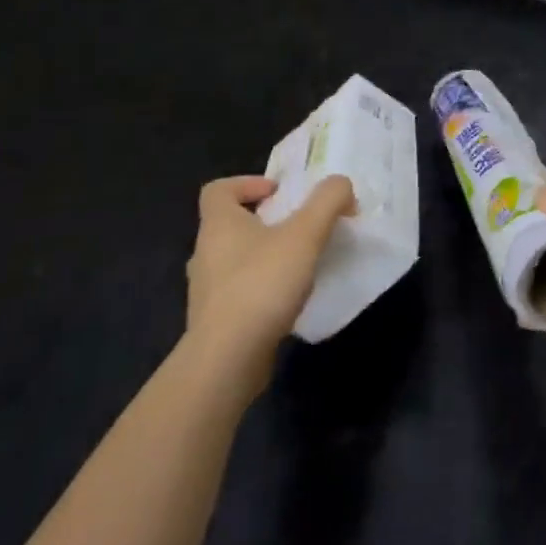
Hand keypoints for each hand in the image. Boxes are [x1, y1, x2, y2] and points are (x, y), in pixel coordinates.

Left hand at [185, 174, 355, 391]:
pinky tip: (287, 301)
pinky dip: (260, 289)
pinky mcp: (214, 323)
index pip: (218, 191)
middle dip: (264, 222)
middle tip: (298, 228)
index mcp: (218, 225)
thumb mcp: (305, 233)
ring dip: (263, 256)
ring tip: (298, 265)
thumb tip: (341, 185)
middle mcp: (205, 254)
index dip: (247, 183)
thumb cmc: (262, 285)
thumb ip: (328, 200)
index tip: (278, 193)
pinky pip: (237, 293)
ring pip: (234, 260)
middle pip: (229, 225)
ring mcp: (206, 291)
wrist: (227, 360)